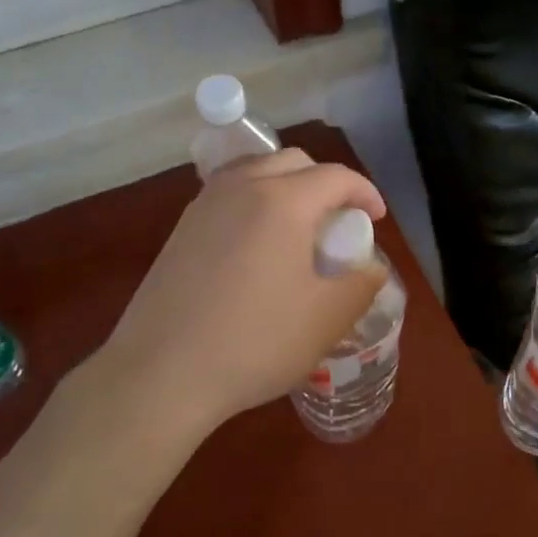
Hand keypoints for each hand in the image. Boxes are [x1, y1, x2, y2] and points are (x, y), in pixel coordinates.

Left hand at [98, 150, 388, 430]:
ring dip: (287, 187)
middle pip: (294, 162)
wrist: (160, 374)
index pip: (336, 176)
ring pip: (256, 171)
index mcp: (283, 201)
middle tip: (337, 223)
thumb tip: (371, 268)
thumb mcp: (326, 319)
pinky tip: (256, 248)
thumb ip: (361, 284)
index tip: (376, 218)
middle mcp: (242, 187)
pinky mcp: (181, 229)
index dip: (364, 192)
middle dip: (325, 183)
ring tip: (298, 229)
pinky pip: (229, 194)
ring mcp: (205, 205)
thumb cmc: (255, 342)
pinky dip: (254, 202)